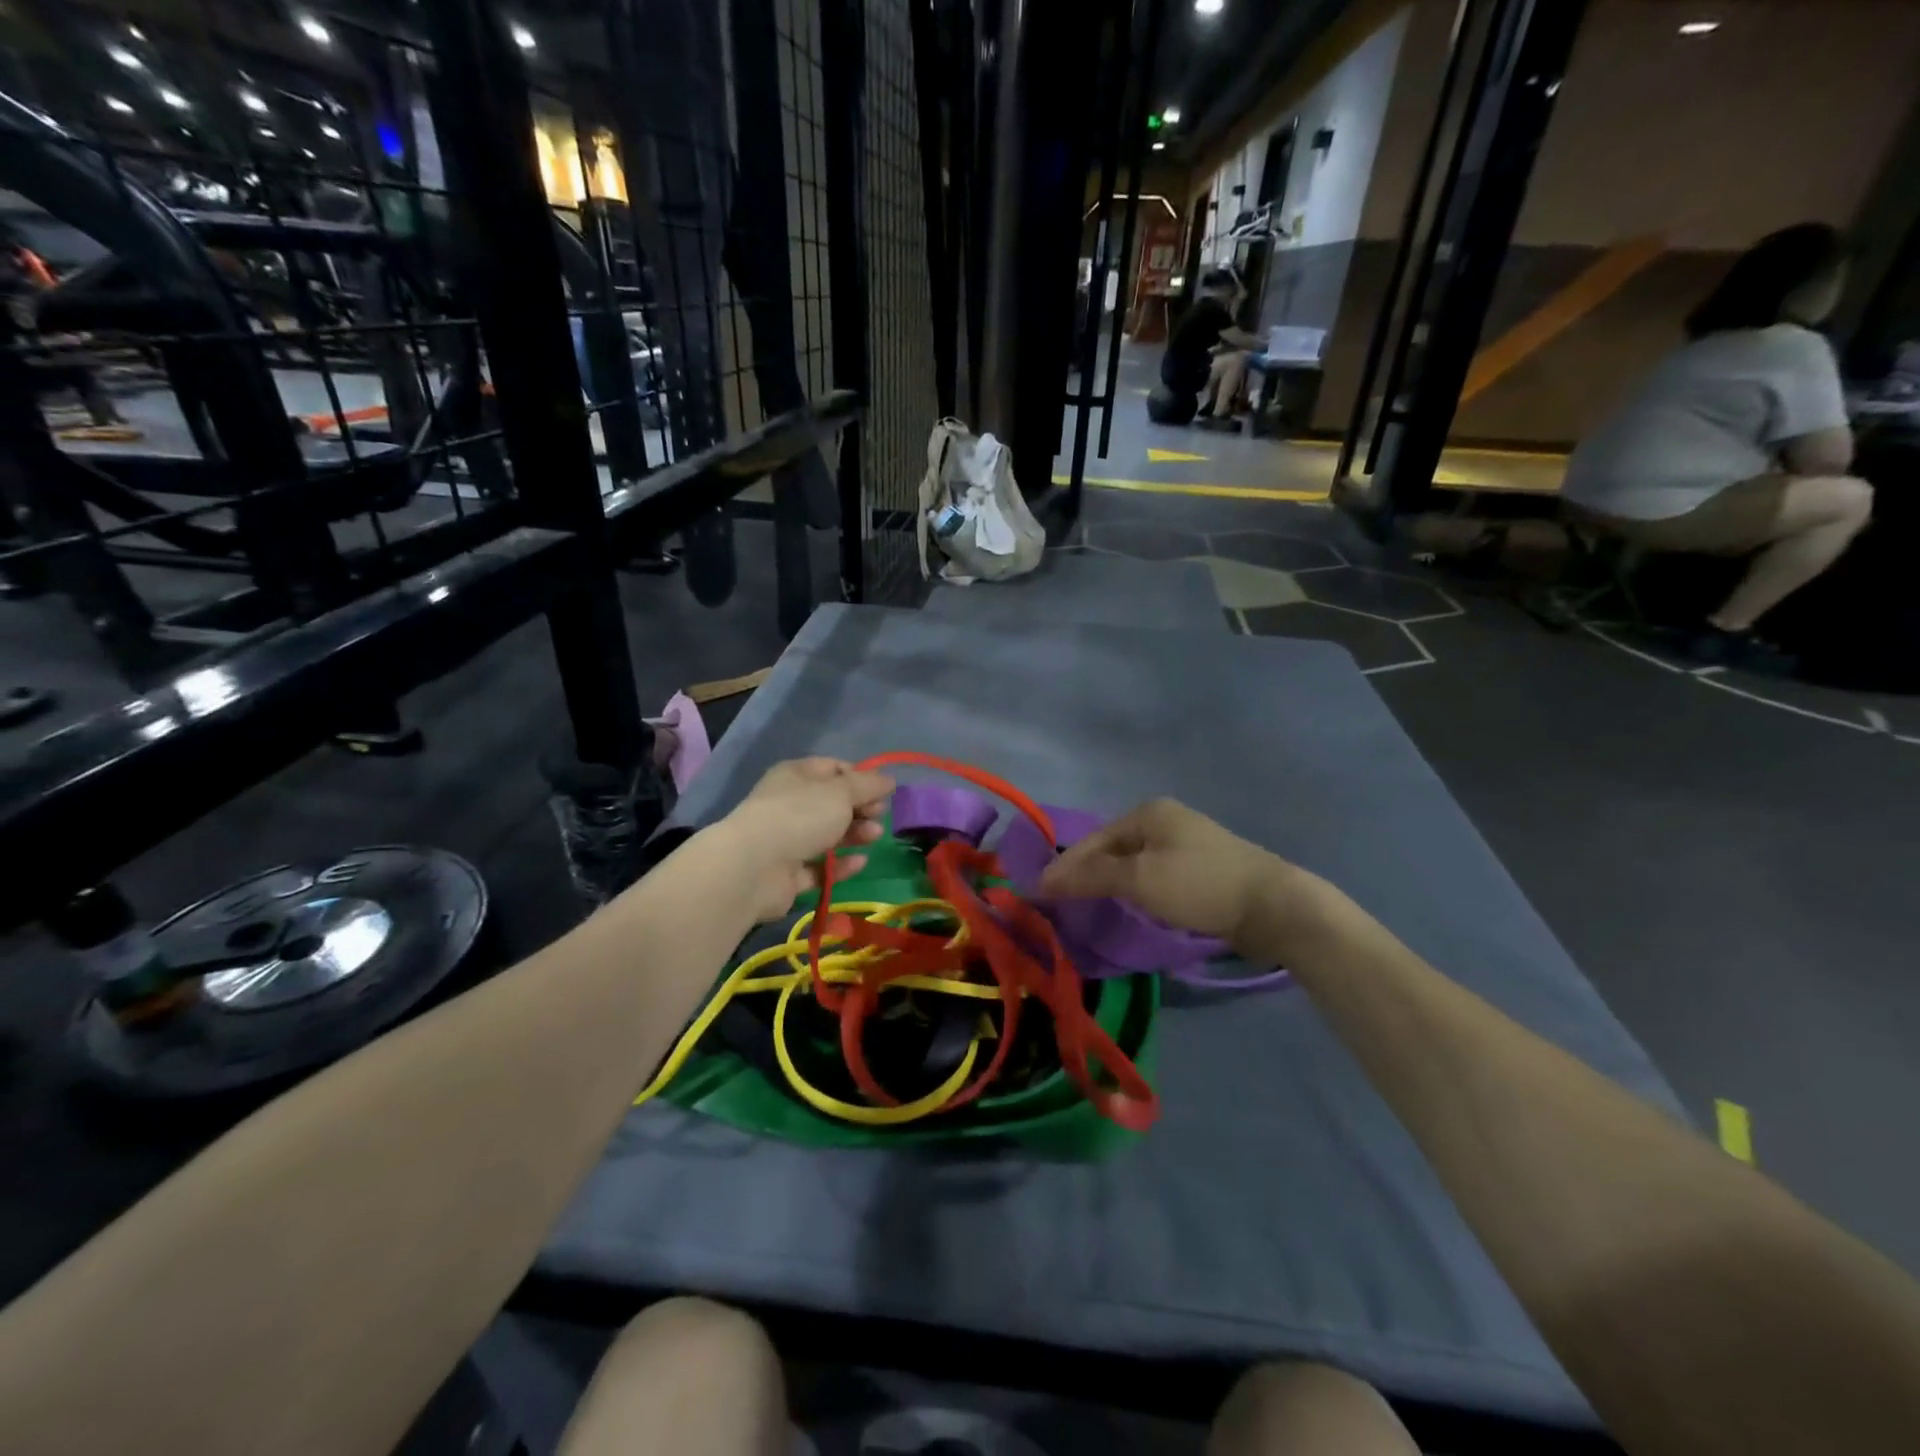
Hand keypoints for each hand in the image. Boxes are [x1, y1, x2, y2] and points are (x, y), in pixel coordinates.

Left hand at [718, 758, 893, 920]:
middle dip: (859, 808)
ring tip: (874, 837)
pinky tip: (860, 862)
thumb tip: (888, 780)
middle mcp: (789, 804)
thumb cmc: (800, 816)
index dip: (859, 777)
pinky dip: (840, 865)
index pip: (833, 768)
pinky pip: (819, 867)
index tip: (882, 791)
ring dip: (854, 834)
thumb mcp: (841, 792)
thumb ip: (868, 785)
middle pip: (832, 804)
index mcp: (796, 775)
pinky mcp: (786, 874)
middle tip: (880, 815)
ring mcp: (785, 840)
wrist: (753, 868)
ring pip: (827, 835)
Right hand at [1038, 798, 1312, 953]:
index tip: (1038, 894)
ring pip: (1132, 864)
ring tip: (1086, 909)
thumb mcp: (1140, 879)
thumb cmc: (1200, 885)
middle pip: (1111, 849)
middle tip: (1059, 905)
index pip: (1093, 840)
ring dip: (1108, 885)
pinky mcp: (1200, 870)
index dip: (1064, 867)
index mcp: (1148, 812)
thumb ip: (1090, 877)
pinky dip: (1134, 891)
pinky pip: (1153, 876)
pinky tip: (1126, 908)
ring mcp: (1185, 844)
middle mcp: (1165, 821)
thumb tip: (1043, 879)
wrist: (1275, 906)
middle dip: (1085, 875)